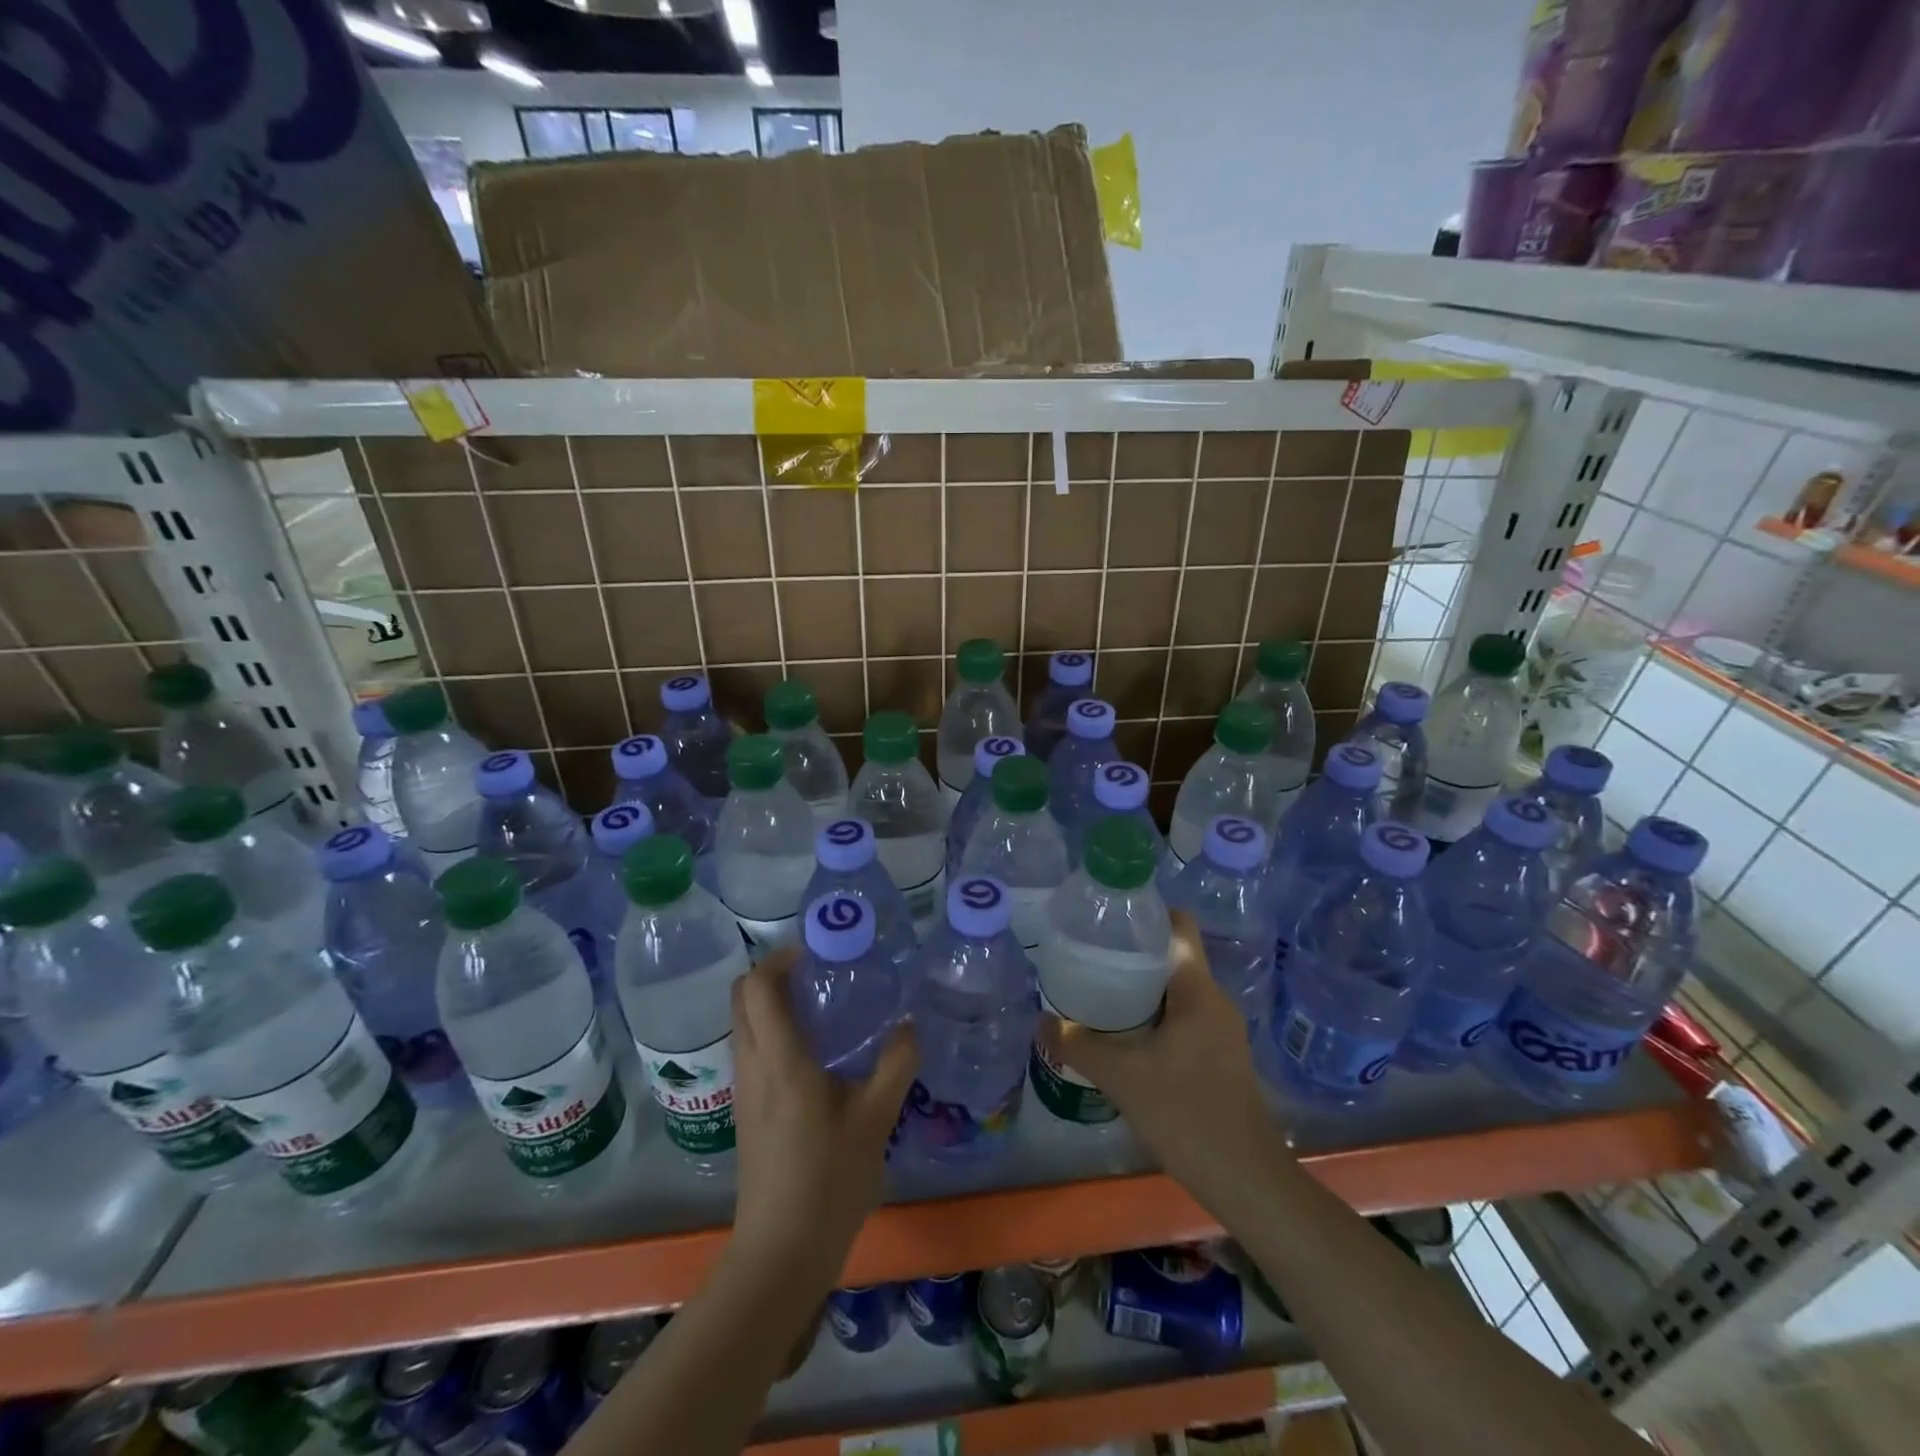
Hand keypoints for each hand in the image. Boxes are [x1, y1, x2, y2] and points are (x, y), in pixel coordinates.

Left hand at [727, 948, 918, 1282]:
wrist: (781, 1253)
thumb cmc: (828, 1181)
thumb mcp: (875, 1120)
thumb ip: (895, 1065)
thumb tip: (909, 1024)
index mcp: (780, 1059)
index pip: (758, 987)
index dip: (780, 959)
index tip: (816, 953)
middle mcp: (752, 1066)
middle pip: (743, 998)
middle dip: (774, 974)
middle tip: (819, 974)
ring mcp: (744, 1090)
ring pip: (745, 1024)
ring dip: (772, 1003)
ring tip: (822, 1007)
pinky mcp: (747, 1111)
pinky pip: (751, 1049)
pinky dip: (773, 1031)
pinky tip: (815, 1053)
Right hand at [1045, 911, 1278, 1190]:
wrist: (1246, 1181)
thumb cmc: (1187, 1114)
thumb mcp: (1123, 1076)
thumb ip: (1078, 1045)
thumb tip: (1040, 1021)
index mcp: (1199, 991)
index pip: (1179, 925)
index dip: (1146, 912)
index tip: (1107, 917)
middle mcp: (1214, 1001)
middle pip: (1172, 956)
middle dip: (1131, 951)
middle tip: (1088, 954)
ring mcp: (1219, 1030)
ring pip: (1175, 989)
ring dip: (1139, 986)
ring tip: (1096, 988)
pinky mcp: (1217, 1056)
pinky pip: (1181, 1017)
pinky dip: (1151, 1015)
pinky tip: (1122, 1033)